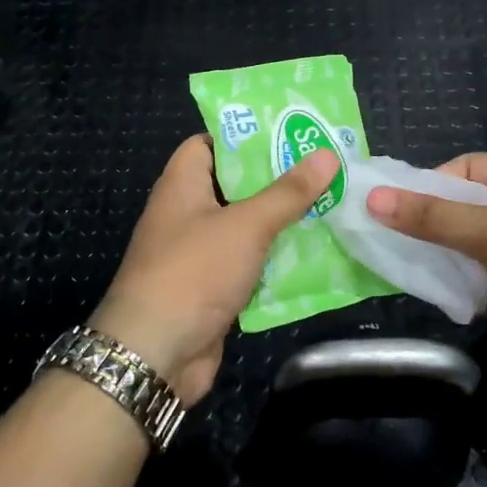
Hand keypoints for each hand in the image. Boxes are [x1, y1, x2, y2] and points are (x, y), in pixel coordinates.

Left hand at [91, 135, 338, 405]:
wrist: (155, 353)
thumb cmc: (194, 273)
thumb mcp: (245, 225)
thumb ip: (286, 192)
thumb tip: (326, 154)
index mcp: (182, 185)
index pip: (209, 144)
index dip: (245, 136)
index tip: (289, 132)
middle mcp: (187, 214)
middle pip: (234, 185)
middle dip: (276, 179)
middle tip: (324, 167)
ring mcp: (198, 254)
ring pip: (245, 227)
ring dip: (281, 221)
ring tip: (331, 203)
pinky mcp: (211, 289)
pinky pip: (248, 264)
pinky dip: (275, 259)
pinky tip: (316, 252)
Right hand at [365, 153, 486, 395]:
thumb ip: (432, 217)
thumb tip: (372, 198)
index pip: (467, 168)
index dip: (427, 185)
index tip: (389, 209)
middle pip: (467, 211)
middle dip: (430, 228)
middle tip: (384, 243)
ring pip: (475, 252)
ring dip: (445, 262)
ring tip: (402, 272)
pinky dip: (466, 292)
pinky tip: (440, 300)